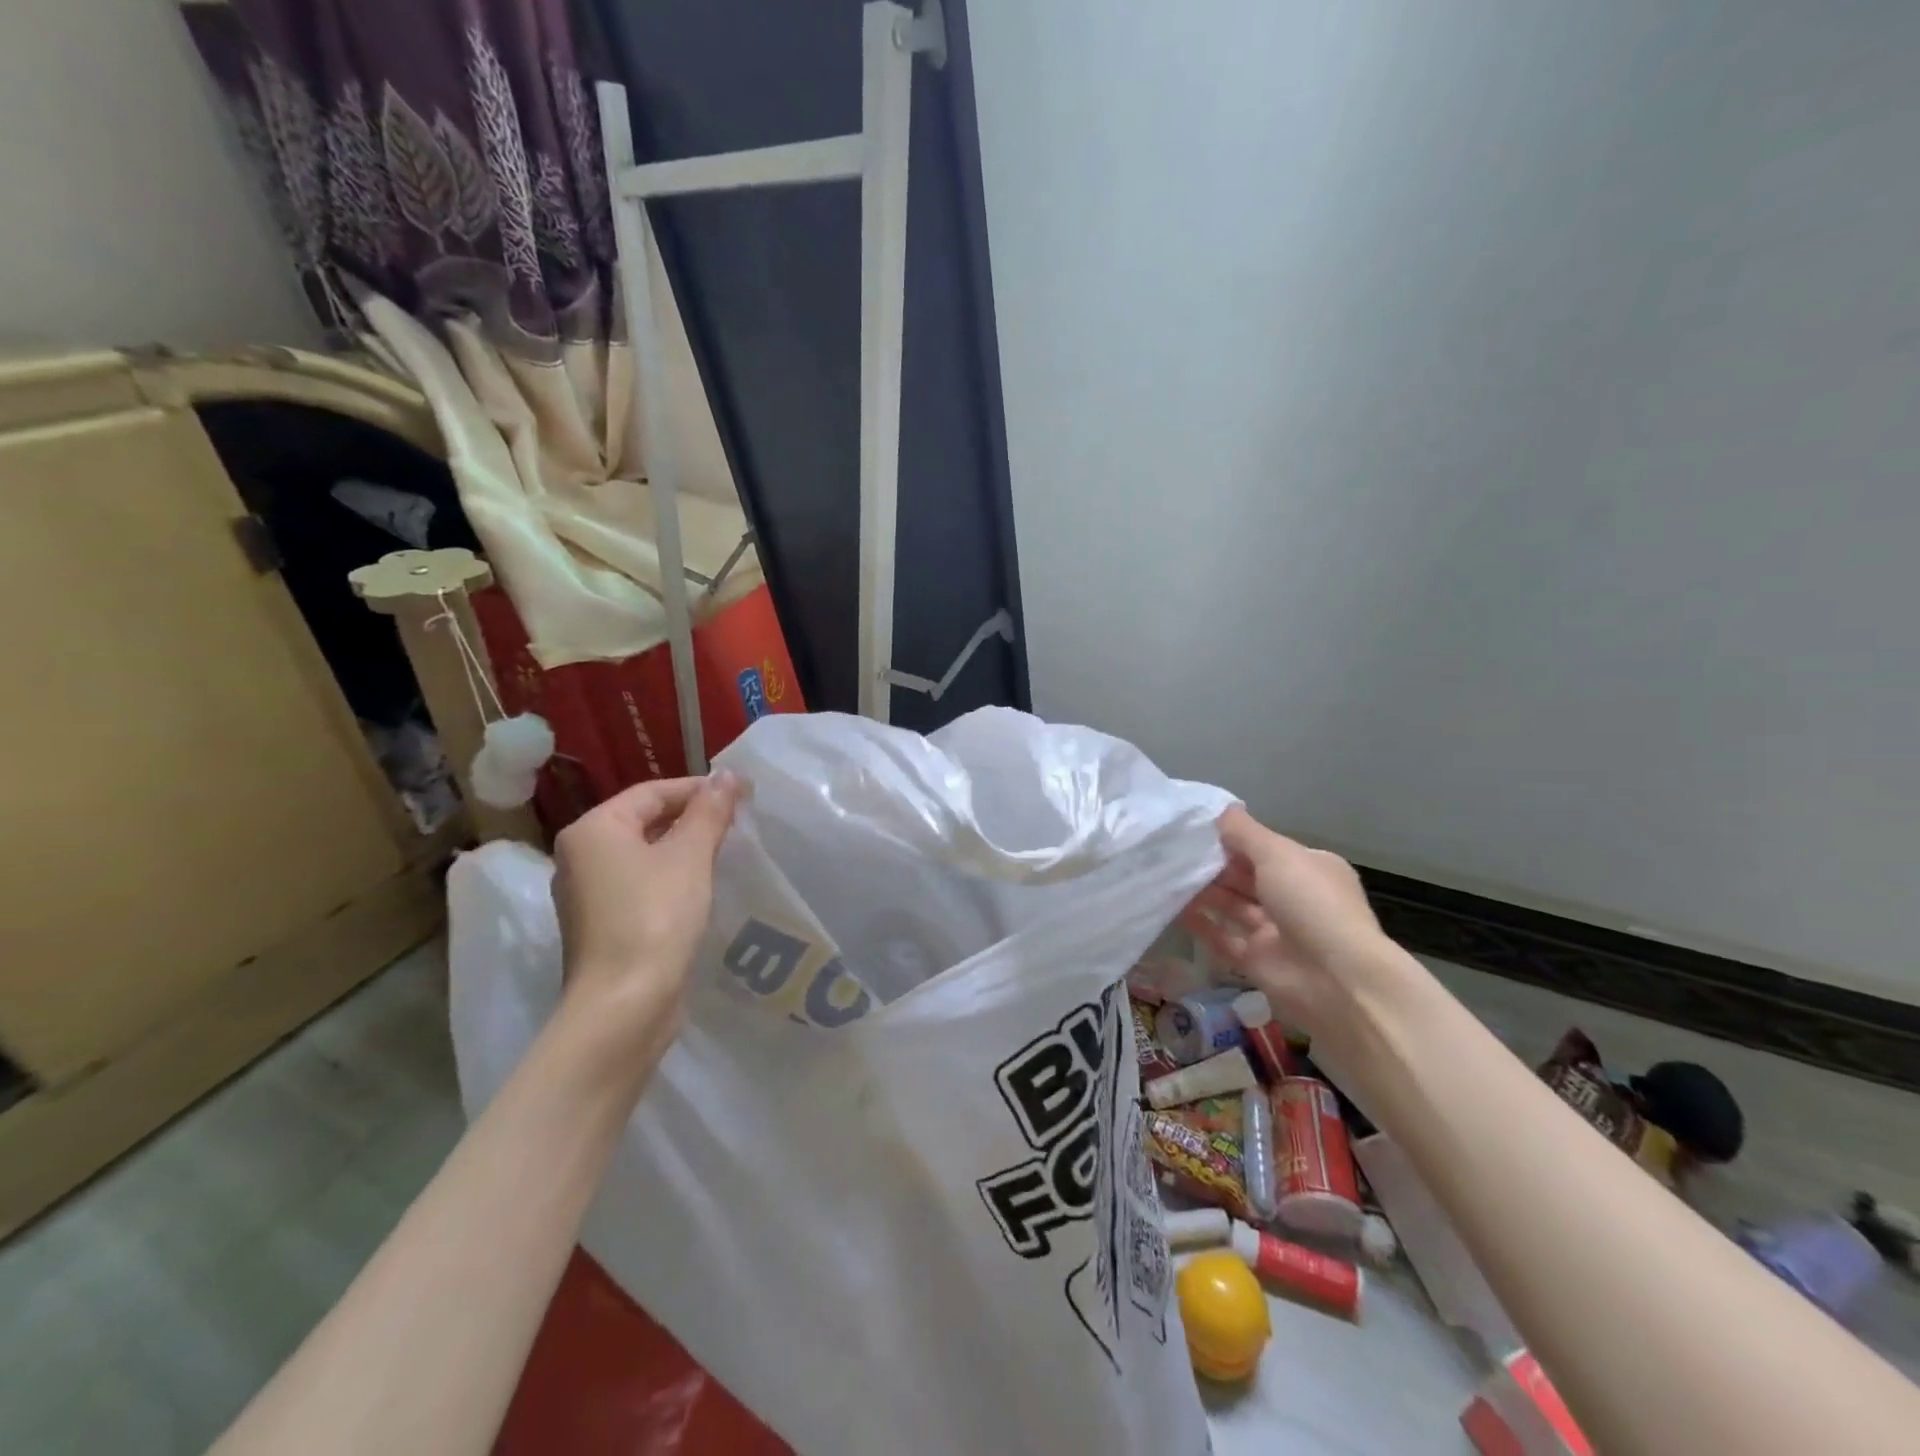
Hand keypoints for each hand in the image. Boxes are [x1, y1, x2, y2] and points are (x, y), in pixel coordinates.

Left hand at [550, 774, 740, 1055]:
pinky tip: (701, 887)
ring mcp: (587, 893)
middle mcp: (580, 855)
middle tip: (737, 821)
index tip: (742, 794)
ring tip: (726, 850)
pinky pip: (640, 883)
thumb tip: (729, 776)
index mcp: (593, 829)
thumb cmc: (656, 917)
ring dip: (683, 848)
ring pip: (643, 854)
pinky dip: (670, 876)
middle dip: (692, 817)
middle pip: (644, 820)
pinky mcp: (601, 924)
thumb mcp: (690, 856)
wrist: (624, 1005)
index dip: (699, 788)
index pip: (652, 792)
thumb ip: (710, 812)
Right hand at [1179, 805, 1397, 1042]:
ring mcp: (1275, 931)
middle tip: (1172, 851)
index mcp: (1308, 869)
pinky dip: (1201, 924)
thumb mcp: (1278, 855)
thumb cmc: (1311, 904)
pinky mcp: (1257, 960)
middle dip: (1214, 865)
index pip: (1265, 848)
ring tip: (1167, 875)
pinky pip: (1223, 938)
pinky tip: (1173, 909)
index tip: (1195, 830)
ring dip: (1204, 892)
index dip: (1233, 839)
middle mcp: (1293, 898)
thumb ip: (1245, 833)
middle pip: (1246, 876)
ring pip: (1233, 906)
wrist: (1336, 981)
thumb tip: (1222, 809)